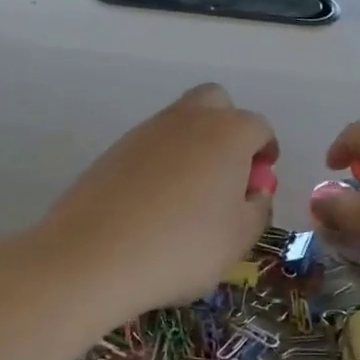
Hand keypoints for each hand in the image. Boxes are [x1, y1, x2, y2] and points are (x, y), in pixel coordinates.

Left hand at [34, 84, 274, 321]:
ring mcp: (146, 131)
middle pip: (216, 103)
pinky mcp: (114, 150)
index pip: (258, 127)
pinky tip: (155, 203)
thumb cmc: (182, 247)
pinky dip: (161, 163)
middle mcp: (187, 120)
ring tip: (190, 195)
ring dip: (193, 145)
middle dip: (228, 128)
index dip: (265, 152)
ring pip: (180, 122)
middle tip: (228, 172)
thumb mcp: (239, 239)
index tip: (259, 181)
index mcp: (227, 133)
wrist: (93, 256)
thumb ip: (258, 208)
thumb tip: (254, 192)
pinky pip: (150, 146)